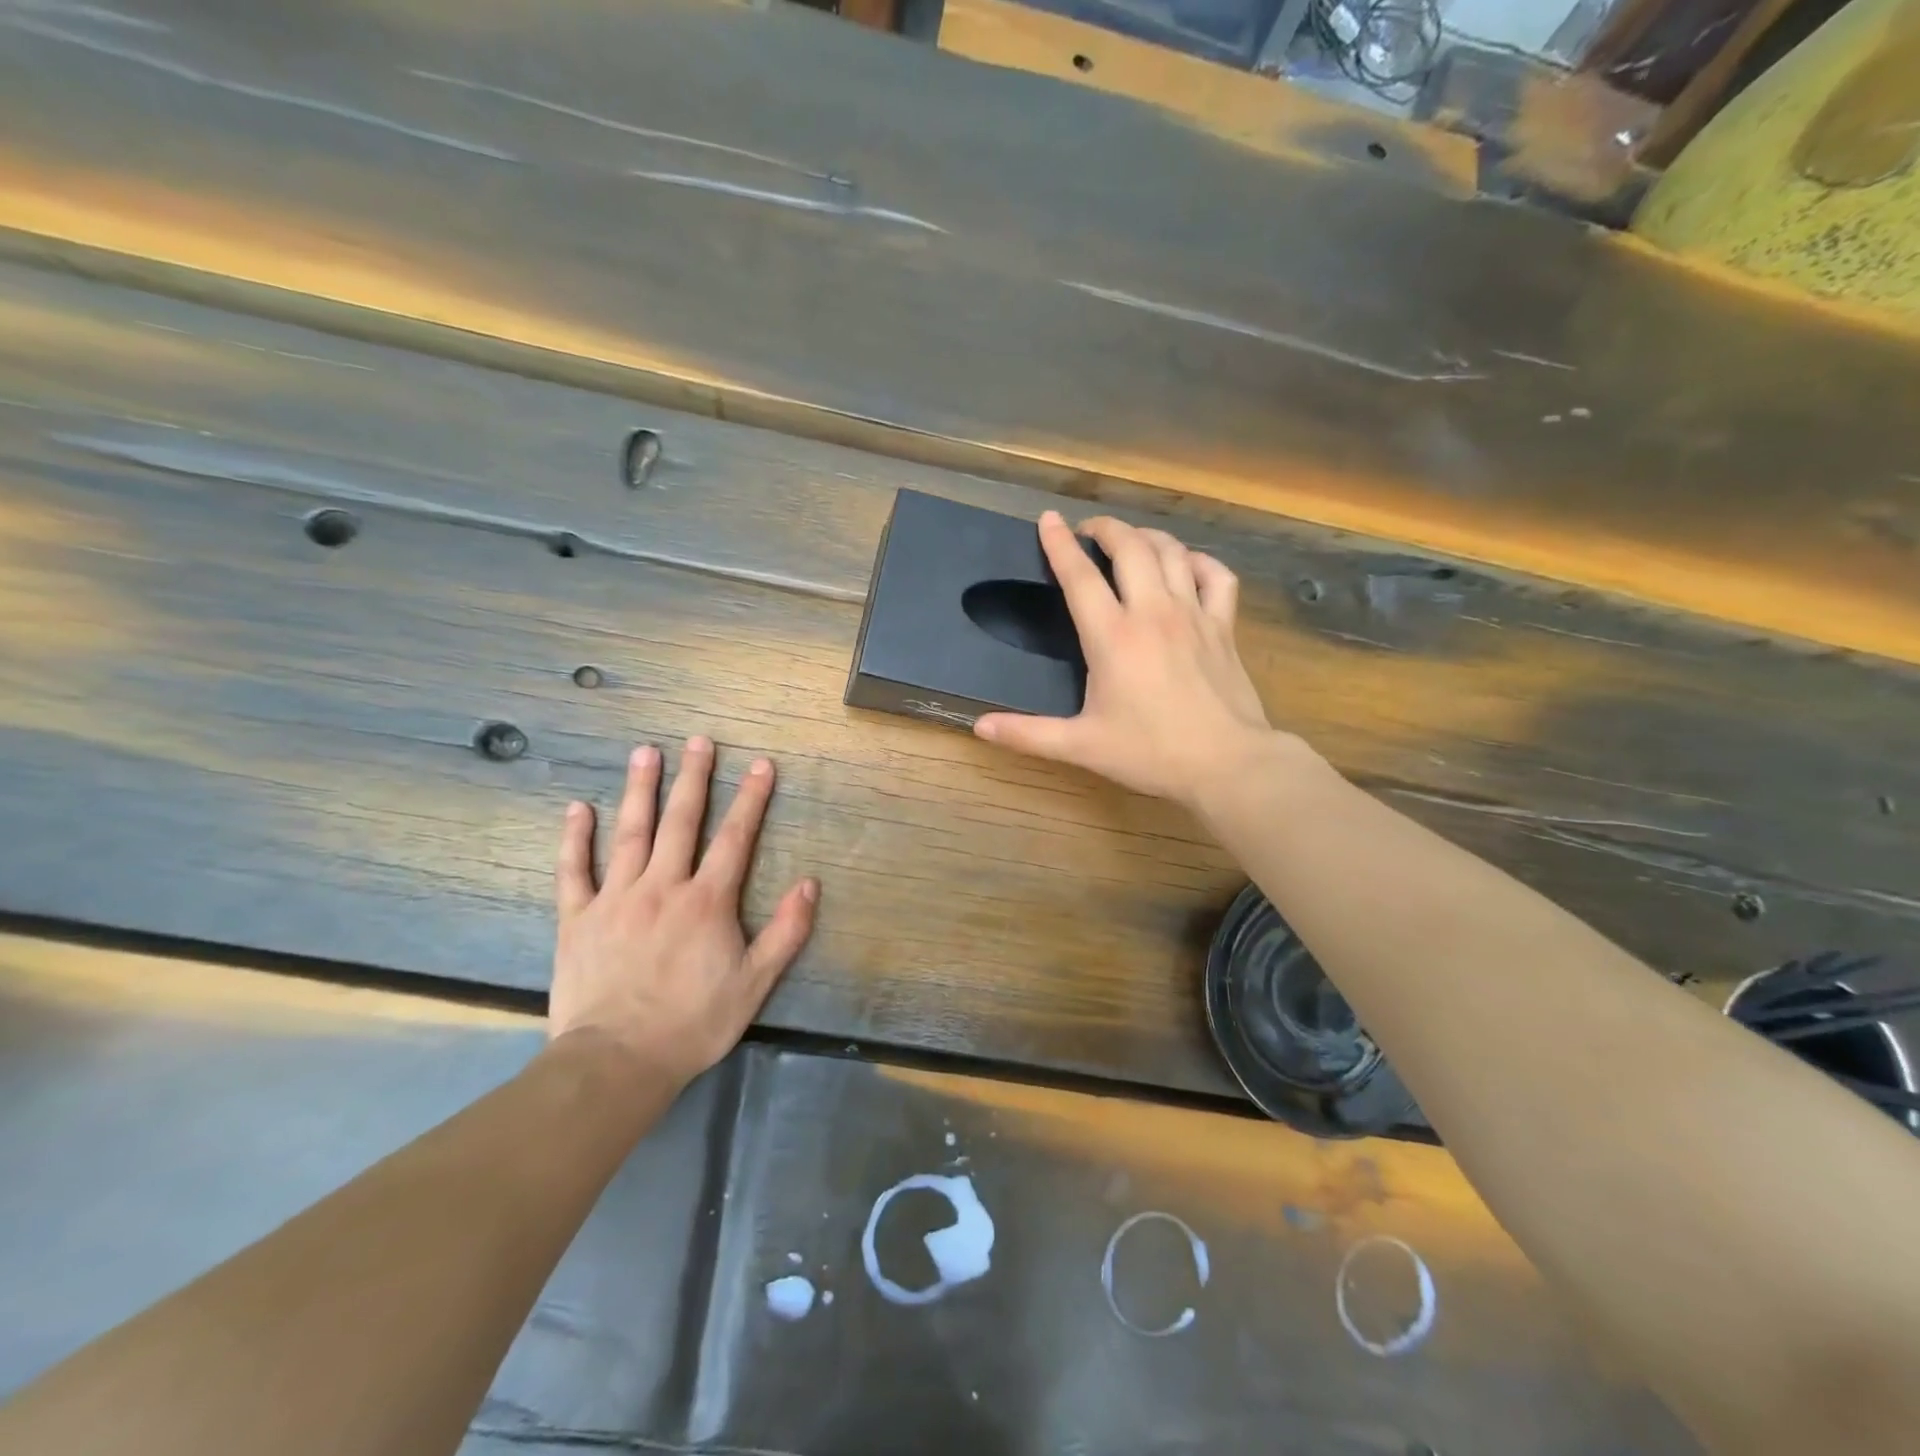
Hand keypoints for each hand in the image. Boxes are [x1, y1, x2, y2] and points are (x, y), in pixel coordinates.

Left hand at [551, 737, 818, 1090]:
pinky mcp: (577, 919)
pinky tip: (577, 808)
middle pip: (681, 821)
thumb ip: (785, 932)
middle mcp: (662, 887)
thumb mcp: (754, 983)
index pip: (735, 838)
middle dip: (694, 778)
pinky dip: (574, 839)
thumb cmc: (693, 1022)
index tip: (761, 764)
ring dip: (640, 790)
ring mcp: (616, 898)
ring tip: (645, 752)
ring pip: (630, 833)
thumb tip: (810, 884)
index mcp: (707, 901)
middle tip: (699, 740)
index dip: (751, 798)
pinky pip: (574, 871)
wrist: (617, 1061)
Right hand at [975, 512, 1286, 808]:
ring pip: (1172, 552)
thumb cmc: (1149, 753)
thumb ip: (1028, 733)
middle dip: (1106, 528)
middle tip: (1089, 531)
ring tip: (1130, 541)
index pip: (1080, 576)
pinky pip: (1216, 575)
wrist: (1226, 763)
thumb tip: (980, 727)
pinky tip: (1186, 565)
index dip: (1060, 544)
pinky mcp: (1223, 626)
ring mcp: (1193, 614)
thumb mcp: (1081, 745)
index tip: (1048, 520)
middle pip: (1130, 547)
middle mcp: (1152, 612)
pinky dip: (1199, 561)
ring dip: (1147, 537)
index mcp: (1112, 636)